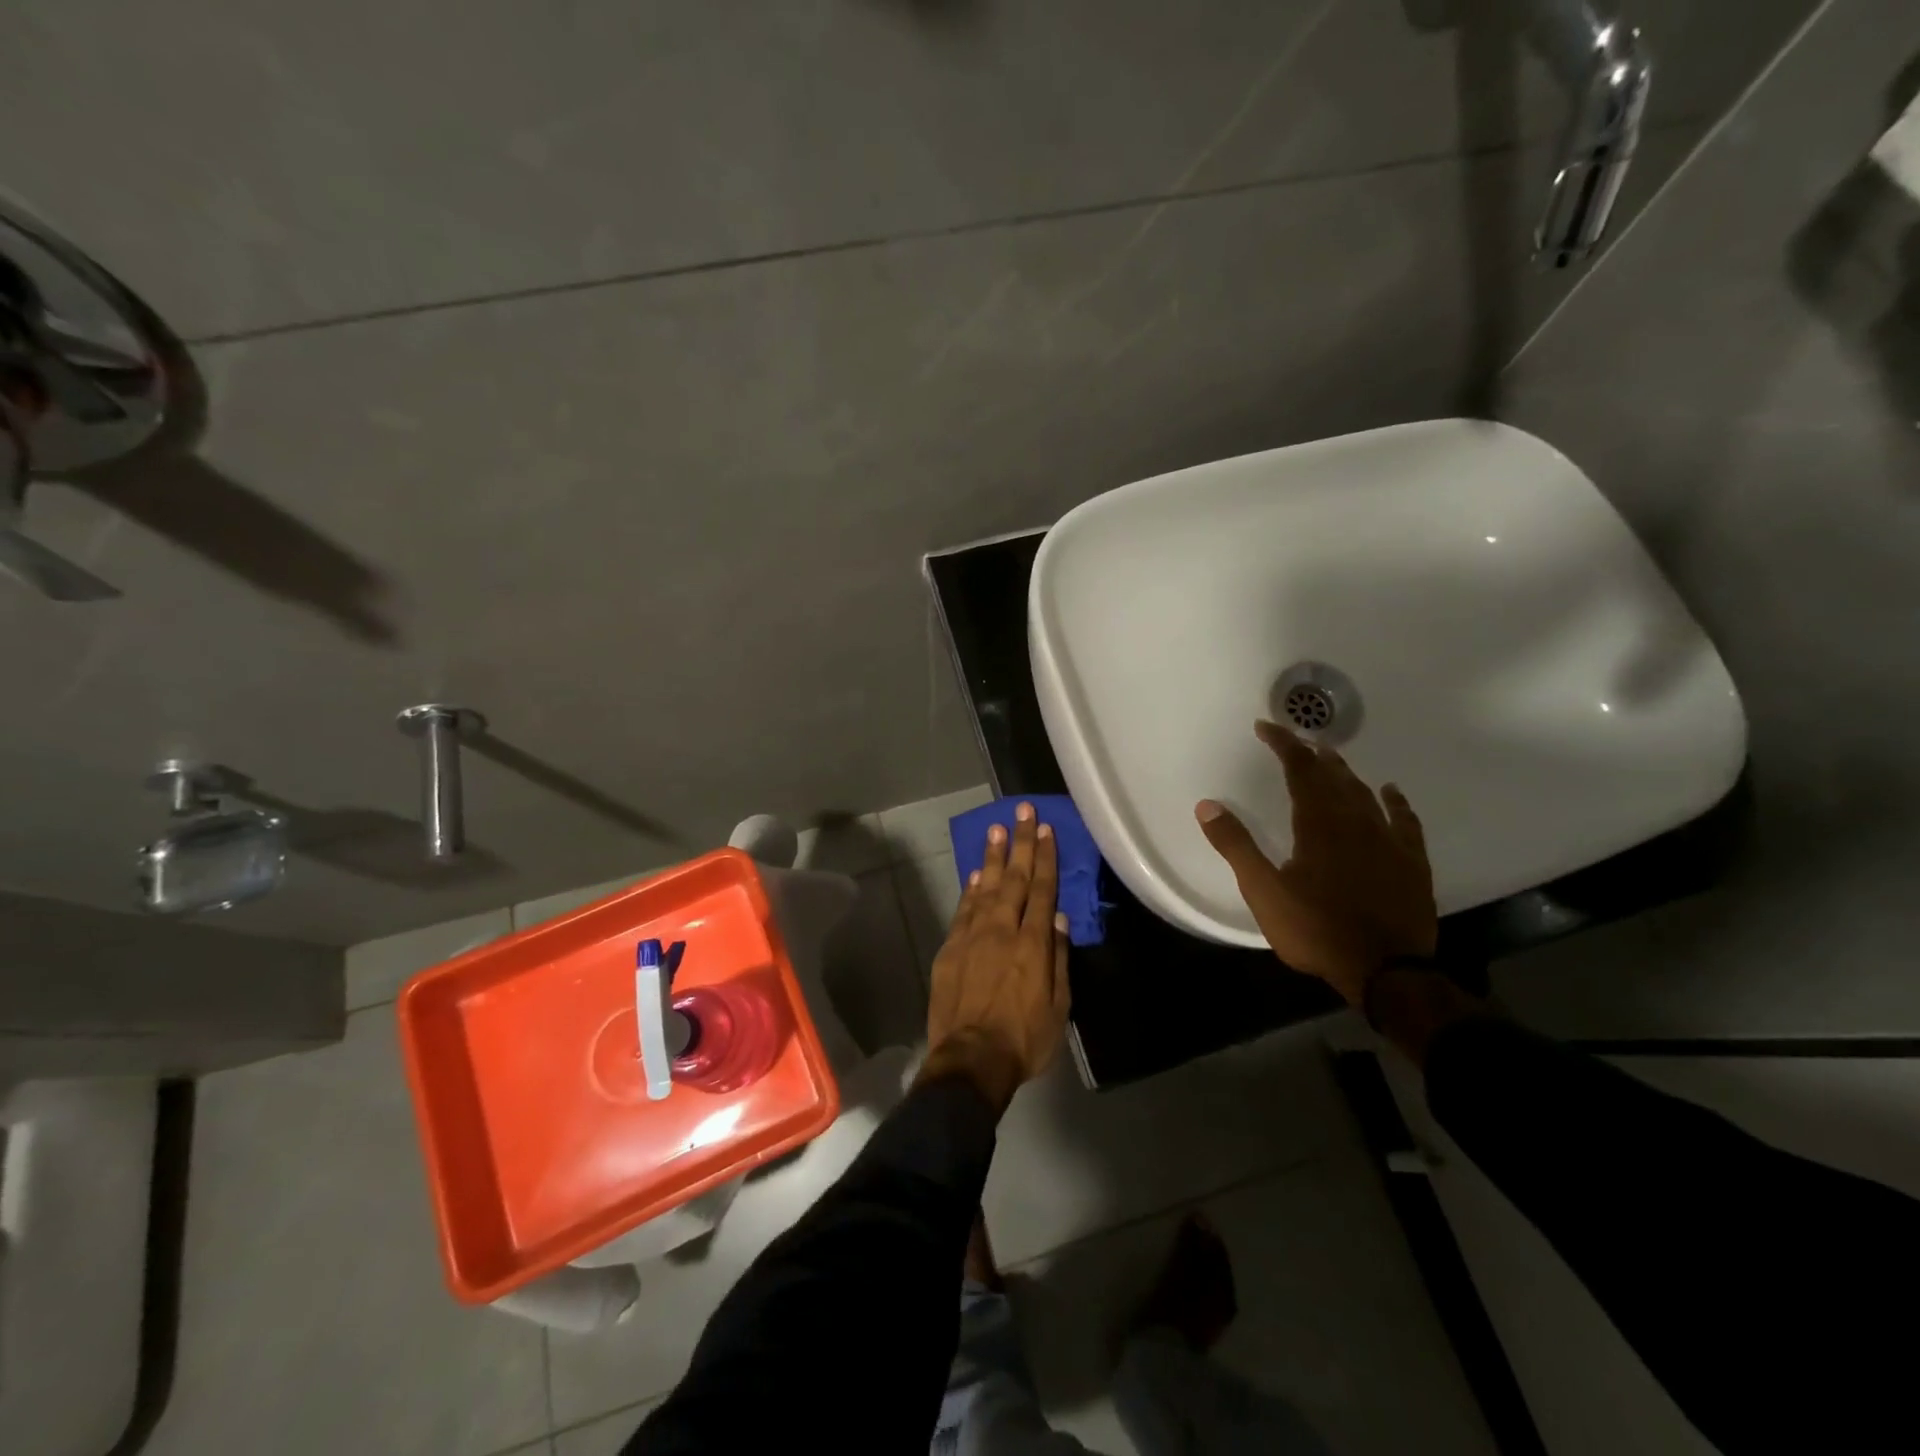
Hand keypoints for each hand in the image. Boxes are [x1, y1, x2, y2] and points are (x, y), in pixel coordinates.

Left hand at [920, 802, 1071, 1111]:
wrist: (971, 1060)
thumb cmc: (1023, 1039)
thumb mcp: (1058, 1006)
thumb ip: (1058, 958)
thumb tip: (1059, 919)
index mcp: (1033, 943)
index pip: (1042, 890)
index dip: (1045, 858)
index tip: (1046, 829)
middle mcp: (1002, 930)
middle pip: (1014, 878)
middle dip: (1021, 843)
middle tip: (1023, 811)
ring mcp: (972, 936)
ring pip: (985, 887)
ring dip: (993, 856)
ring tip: (998, 829)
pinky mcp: (950, 948)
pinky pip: (963, 909)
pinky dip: (971, 888)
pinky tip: (977, 872)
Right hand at [1196, 721, 1436, 1006]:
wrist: (1386, 970)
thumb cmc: (1316, 929)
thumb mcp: (1264, 891)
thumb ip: (1236, 846)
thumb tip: (1207, 805)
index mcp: (1318, 824)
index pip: (1299, 769)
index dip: (1283, 744)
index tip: (1265, 727)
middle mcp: (1355, 821)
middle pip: (1333, 775)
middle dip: (1311, 753)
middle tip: (1295, 740)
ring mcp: (1388, 840)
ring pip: (1365, 793)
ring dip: (1345, 772)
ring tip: (1331, 757)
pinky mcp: (1411, 861)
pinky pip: (1404, 820)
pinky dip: (1395, 801)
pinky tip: (1390, 792)